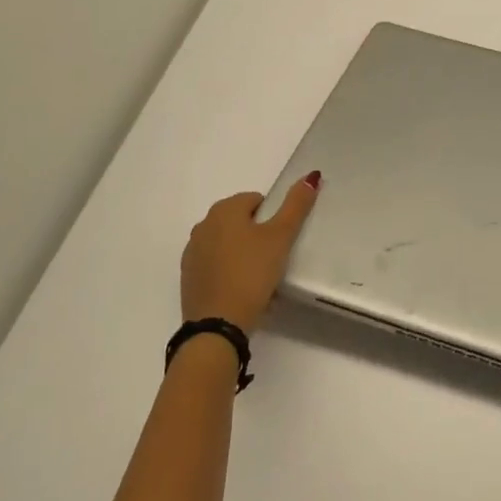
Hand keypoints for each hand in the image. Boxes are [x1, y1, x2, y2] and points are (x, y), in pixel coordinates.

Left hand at [180, 174, 319, 332]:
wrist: (218, 325)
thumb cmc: (252, 273)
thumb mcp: (281, 236)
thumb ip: (296, 204)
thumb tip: (312, 175)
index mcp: (224, 210)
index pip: (256, 200)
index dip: (273, 218)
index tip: (280, 241)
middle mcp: (203, 225)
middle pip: (241, 221)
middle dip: (258, 236)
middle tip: (273, 260)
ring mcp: (192, 252)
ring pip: (228, 244)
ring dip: (243, 254)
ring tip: (260, 278)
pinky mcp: (189, 278)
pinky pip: (216, 265)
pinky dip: (229, 271)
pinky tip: (242, 290)